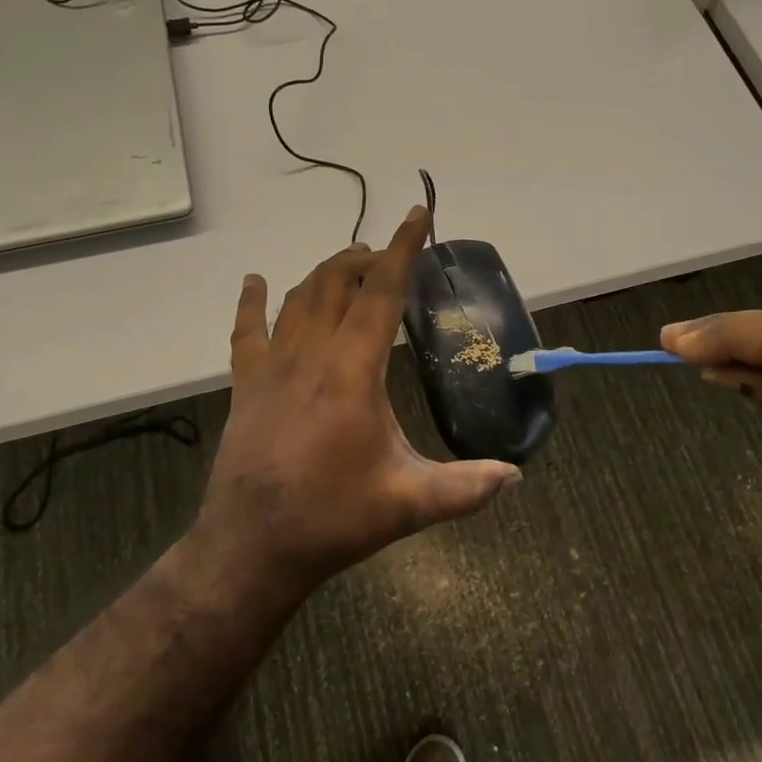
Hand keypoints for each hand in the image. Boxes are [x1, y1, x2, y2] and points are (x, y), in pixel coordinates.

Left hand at [189, 207, 520, 599]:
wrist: (251, 547)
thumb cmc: (332, 519)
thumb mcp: (408, 504)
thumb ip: (465, 487)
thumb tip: (515, 476)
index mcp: (352, 371)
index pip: (382, 292)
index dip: (403, 249)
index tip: (417, 214)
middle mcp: (310, 354)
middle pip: (336, 283)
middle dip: (365, 258)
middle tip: (388, 255)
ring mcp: (271, 366)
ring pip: (298, 298)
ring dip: (325, 273)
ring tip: (349, 262)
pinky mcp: (246, 384)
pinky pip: (247, 330)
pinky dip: (253, 302)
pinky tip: (255, 281)